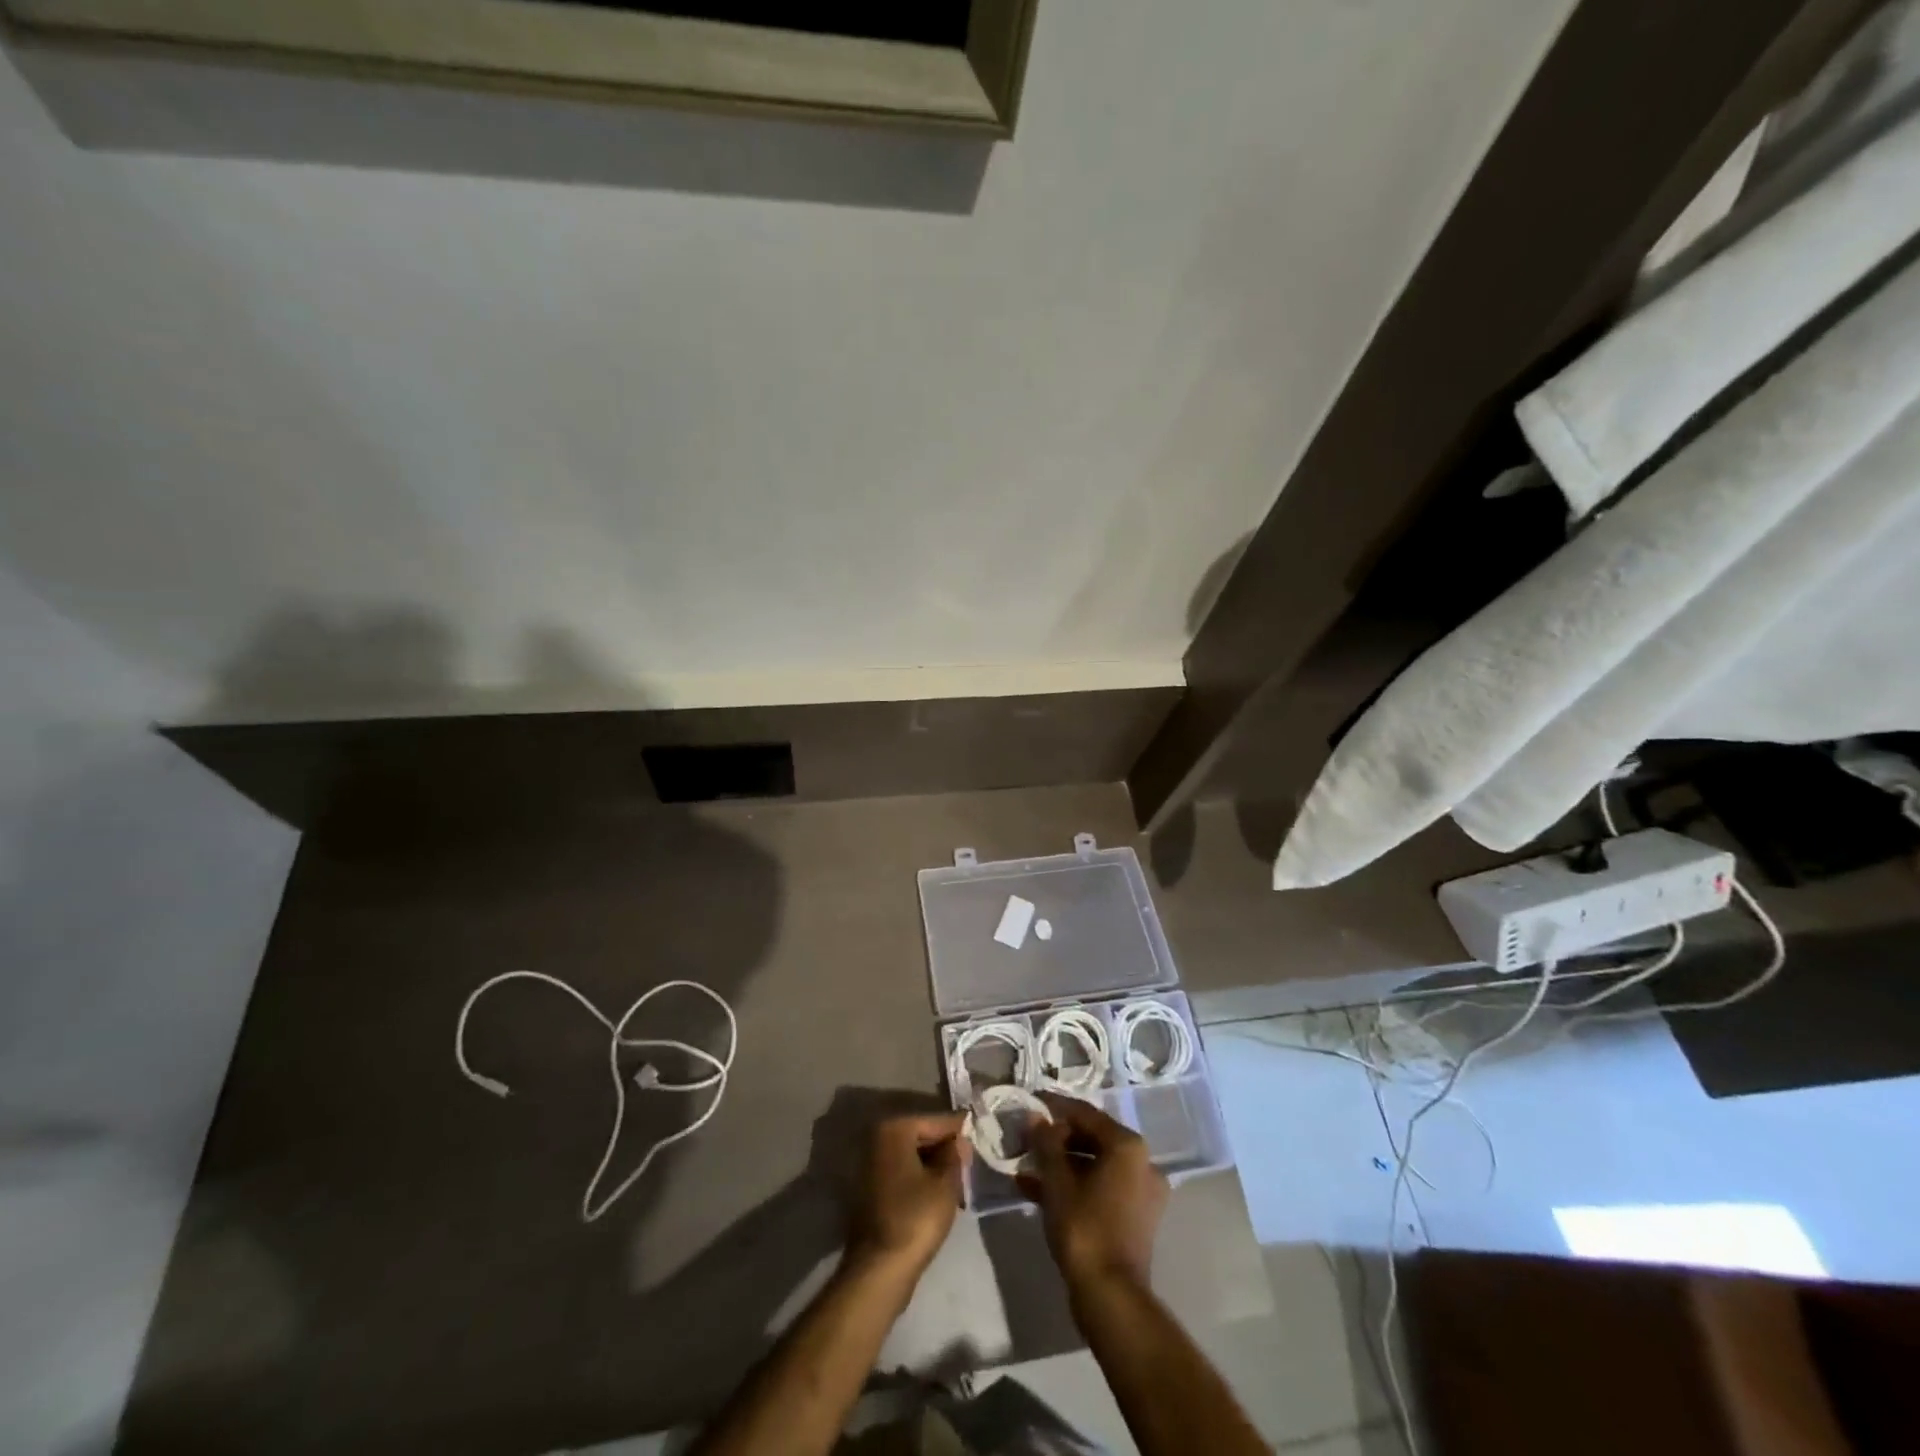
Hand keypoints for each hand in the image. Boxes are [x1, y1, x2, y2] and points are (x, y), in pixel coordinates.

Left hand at [847, 1111, 969, 1276]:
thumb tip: (959, 1140)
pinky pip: (902, 1172)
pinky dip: (920, 1177)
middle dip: (945, 1147)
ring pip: (911, 1155)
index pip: (935, 1121)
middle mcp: (877, 1140)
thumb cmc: (915, 1218)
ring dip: (934, 1164)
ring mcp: (870, 1165)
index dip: (958, 1127)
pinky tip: (938, 1192)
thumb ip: (955, 1155)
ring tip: (958, 1177)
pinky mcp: (870, 1189)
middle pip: (921, 1135)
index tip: (977, 1129)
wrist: (879, 1268)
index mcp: (894, 1130)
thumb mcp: (945, 1184)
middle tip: (970, 1158)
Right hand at [1020, 1092, 1167, 1291]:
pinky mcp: (1134, 1217)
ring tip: (1025, 1165)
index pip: (1086, 1114)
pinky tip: (1036, 1190)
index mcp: (1128, 1146)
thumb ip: (1045, 1143)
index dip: (1054, 1107)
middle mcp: (1142, 1162)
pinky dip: (1073, 1186)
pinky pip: (1099, 1188)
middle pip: (1092, 1138)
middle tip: (1025, 1137)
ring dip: (1060, 1164)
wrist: (1110, 1296)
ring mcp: (1141, 1192)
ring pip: (1094, 1165)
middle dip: (1056, 1139)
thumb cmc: (1084, 1227)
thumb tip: (1034, 1117)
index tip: (1030, 1102)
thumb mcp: (1057, 1180)